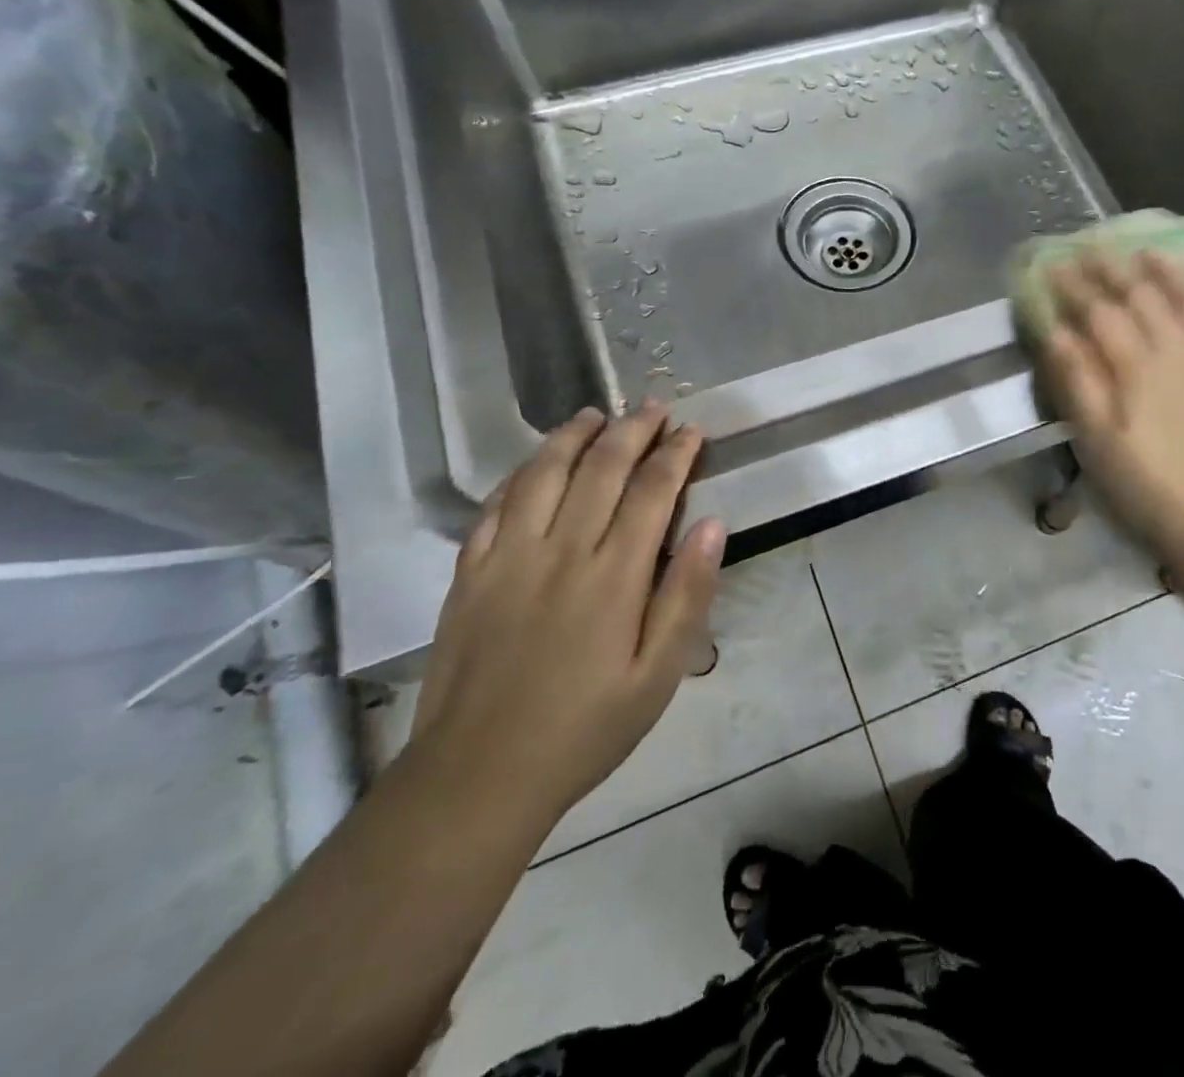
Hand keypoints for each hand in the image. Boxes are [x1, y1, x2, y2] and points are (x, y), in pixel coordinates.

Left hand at [410, 402, 725, 827]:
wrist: (477, 777)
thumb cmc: (584, 728)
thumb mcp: (658, 675)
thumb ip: (687, 595)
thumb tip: (713, 525)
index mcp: (614, 576)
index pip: (652, 490)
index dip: (676, 454)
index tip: (692, 431)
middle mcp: (561, 550)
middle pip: (601, 468)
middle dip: (633, 430)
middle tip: (653, 407)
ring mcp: (508, 557)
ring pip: (544, 472)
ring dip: (574, 435)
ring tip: (596, 414)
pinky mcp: (469, 572)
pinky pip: (496, 504)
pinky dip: (521, 472)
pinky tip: (534, 463)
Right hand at [1038, 252, 1183, 561]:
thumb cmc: (1144, 484)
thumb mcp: (1095, 439)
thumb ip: (1078, 382)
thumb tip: (1058, 332)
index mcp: (1135, 366)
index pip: (1100, 312)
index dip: (1075, 286)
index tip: (1055, 264)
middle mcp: (1177, 350)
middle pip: (1142, 296)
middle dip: (1113, 268)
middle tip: (1093, 246)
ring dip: (1171, 271)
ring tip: (1151, 252)